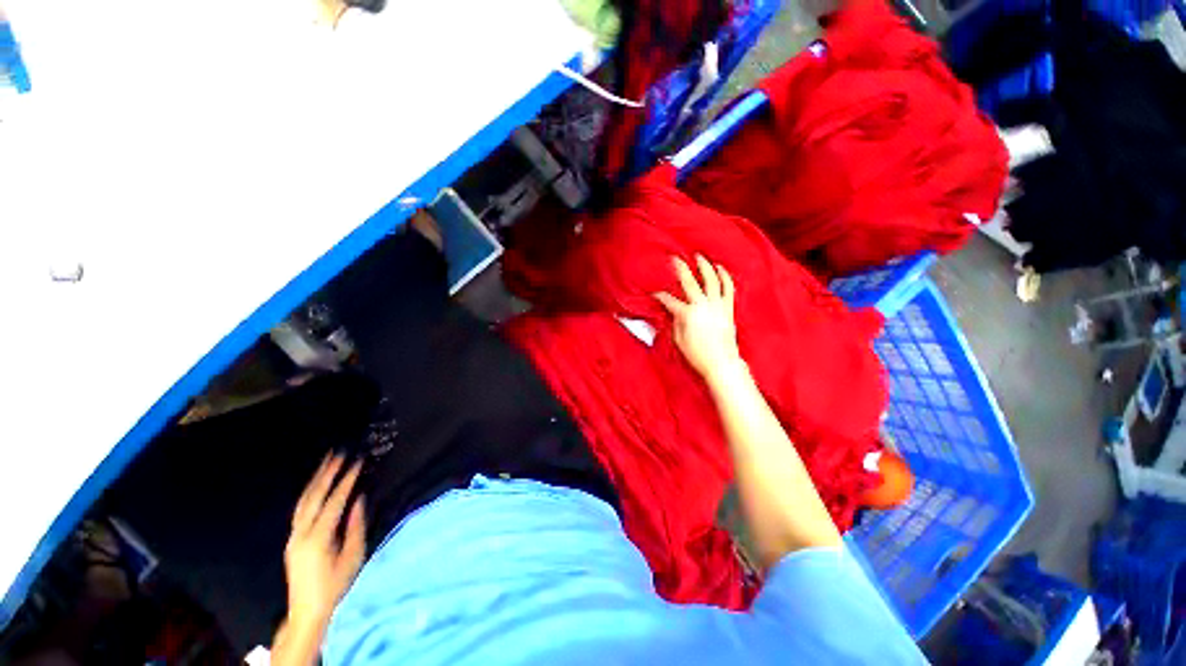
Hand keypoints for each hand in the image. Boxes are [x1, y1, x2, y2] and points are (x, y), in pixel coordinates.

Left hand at [284, 454, 365, 631]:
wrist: (307, 610)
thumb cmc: (336, 585)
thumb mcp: (353, 557)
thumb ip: (355, 527)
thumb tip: (358, 500)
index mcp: (318, 538)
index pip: (334, 502)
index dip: (346, 481)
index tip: (358, 462)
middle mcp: (301, 534)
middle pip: (314, 497)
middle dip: (327, 473)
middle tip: (338, 453)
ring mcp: (294, 536)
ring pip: (303, 501)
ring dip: (315, 480)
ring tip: (326, 462)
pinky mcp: (292, 540)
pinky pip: (300, 510)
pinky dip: (309, 493)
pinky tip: (316, 485)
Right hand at [655, 255, 741, 381]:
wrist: (722, 363)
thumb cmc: (697, 355)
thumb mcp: (678, 340)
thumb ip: (674, 322)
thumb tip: (673, 311)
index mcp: (688, 314)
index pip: (669, 300)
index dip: (660, 295)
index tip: (654, 292)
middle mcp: (703, 305)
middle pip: (689, 282)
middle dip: (680, 268)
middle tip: (674, 258)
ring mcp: (717, 305)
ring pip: (711, 279)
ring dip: (704, 266)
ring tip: (699, 256)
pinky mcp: (728, 308)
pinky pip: (728, 288)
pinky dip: (725, 276)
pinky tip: (720, 268)